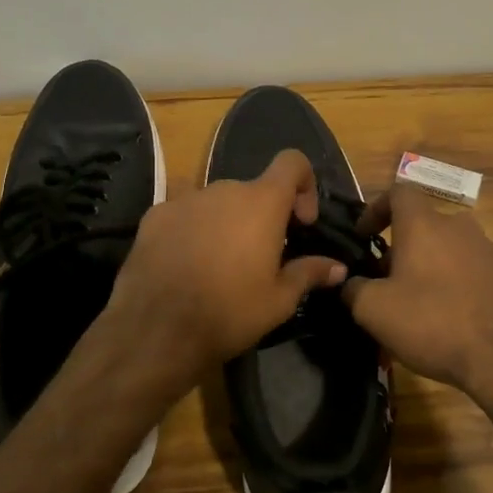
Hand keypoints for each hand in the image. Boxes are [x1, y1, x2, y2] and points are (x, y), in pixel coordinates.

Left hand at [101, 149, 346, 387]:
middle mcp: (224, 189)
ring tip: (219, 265)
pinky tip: (186, 265)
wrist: (156, 330)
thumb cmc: (229, 312)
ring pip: (217, 202)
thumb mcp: (279, 300)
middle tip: (261, 256)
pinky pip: (184, 214)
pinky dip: (193, 230)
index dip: (304, 185)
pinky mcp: (154, 216)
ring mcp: (185, 200)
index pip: (292, 162)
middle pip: (252, 189)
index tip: (301, 222)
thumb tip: (338, 267)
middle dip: (262, 216)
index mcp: (261, 202)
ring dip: (226, 223)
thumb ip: (309, 273)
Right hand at [342, 186, 492, 403]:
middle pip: (423, 226)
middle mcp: (459, 227)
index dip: (376, 209)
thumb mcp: (374, 310)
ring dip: (428, 268)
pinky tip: (449, 319)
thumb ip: (353, 289)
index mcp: (424, 224)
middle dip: (400, 249)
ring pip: (448, 250)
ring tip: (417, 305)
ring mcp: (489, 250)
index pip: (398, 192)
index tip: (363, 236)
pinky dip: (454, 285)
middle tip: (385, 283)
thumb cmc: (432, 323)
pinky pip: (471, 271)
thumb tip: (348, 282)